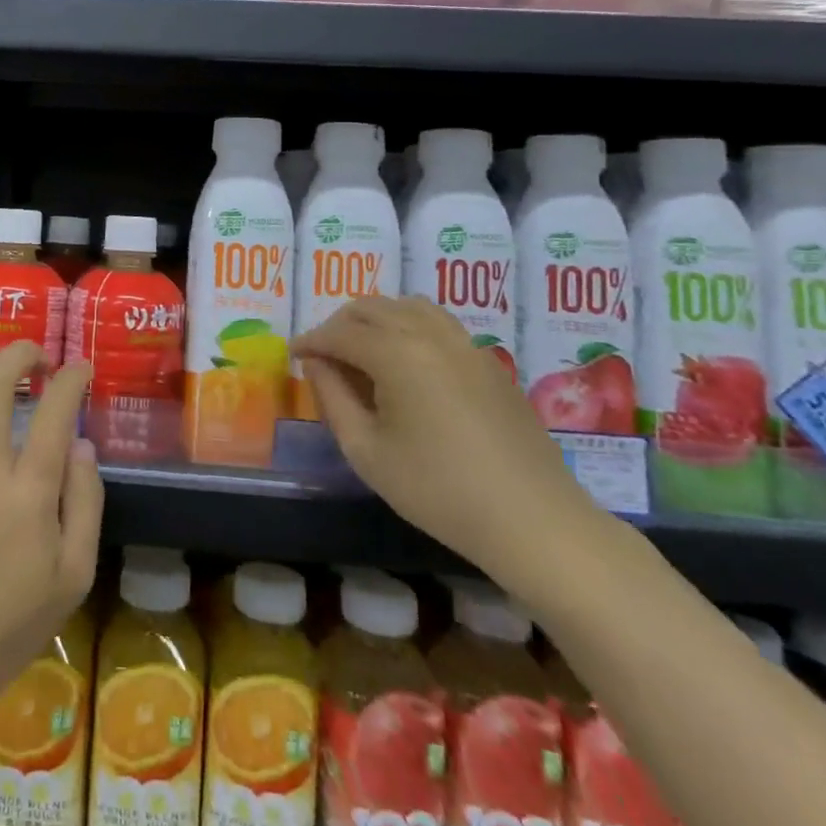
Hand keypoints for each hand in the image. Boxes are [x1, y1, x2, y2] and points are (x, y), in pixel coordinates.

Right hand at [294, 296, 596, 577]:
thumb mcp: (367, 452)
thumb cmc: (438, 490)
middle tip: (323, 355)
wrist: (532, 519)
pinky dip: (409, 325)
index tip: (293, 354)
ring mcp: (464, 343)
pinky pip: (437, 322)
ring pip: (407, 306)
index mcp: (396, 352)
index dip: (311, 340)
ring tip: (361, 349)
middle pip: (372, 308)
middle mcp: (429, 333)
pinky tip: (406, 360)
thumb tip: (316, 364)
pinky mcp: (488, 360)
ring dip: (376, 318)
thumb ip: (332, 399)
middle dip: (339, 324)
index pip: (340, 332)